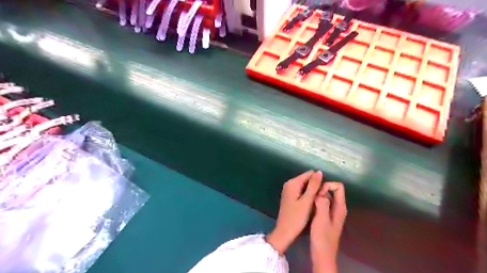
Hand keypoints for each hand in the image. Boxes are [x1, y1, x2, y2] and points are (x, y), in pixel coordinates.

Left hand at [266, 172, 321, 254]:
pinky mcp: (289, 196)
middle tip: (321, 198)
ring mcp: (288, 190)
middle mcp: (289, 184)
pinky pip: (301, 191)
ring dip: (312, 191)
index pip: (310, 174)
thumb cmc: (297, 217)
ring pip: (305, 186)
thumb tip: (319, 172)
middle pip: (307, 179)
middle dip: (315, 186)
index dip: (319, 181)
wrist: (285, 232)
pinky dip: (307, 195)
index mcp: (293, 183)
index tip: (323, 192)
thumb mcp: (307, 201)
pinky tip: (311, 204)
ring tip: (317, 201)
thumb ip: (313, 186)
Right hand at [312, 181, 345, 272]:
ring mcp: (332, 213)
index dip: (327, 185)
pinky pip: (322, 204)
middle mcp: (338, 208)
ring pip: (326, 197)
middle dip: (321, 189)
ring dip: (317, 196)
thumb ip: (322, 203)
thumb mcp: (321, 219)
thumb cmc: (322, 238)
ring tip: (307, 200)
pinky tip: (308, 206)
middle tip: (310, 196)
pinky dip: (316, 202)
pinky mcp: (326, 217)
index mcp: (340, 207)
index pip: (338, 186)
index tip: (317, 193)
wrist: (322, 256)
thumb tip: (320, 191)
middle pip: (331, 190)